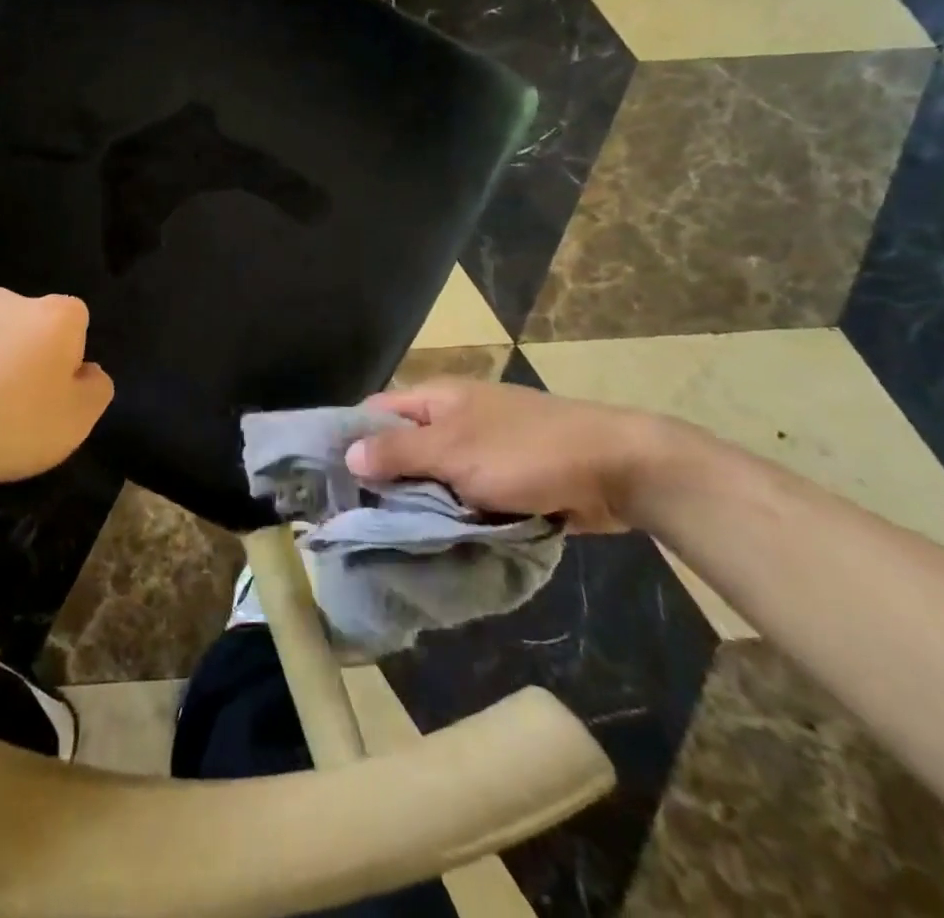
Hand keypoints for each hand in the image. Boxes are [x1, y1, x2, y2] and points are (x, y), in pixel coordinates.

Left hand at [0, 290, 112, 498]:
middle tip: (13, 402)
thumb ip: (96, 388)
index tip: (54, 391)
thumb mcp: (78, 422)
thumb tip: (87, 371)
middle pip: (26, 322)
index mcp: (53, 315)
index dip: (68, 356)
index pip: (75, 321)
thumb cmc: (12, 428)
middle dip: (23, 351)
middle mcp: (5, 300)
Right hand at [349, 378, 688, 532]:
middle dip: (383, 481)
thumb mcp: (454, 451)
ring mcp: (480, 450)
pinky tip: (434, 544)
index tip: (329, 482)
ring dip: (419, 505)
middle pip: (402, 447)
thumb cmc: (526, 451)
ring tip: (388, 542)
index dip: (351, 441)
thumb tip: (349, 455)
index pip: (375, 413)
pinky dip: (451, 516)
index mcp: (435, 399)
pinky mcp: (505, 480)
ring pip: (433, 478)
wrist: (615, 467)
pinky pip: (464, 498)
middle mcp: (452, 419)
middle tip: (356, 523)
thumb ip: (400, 452)